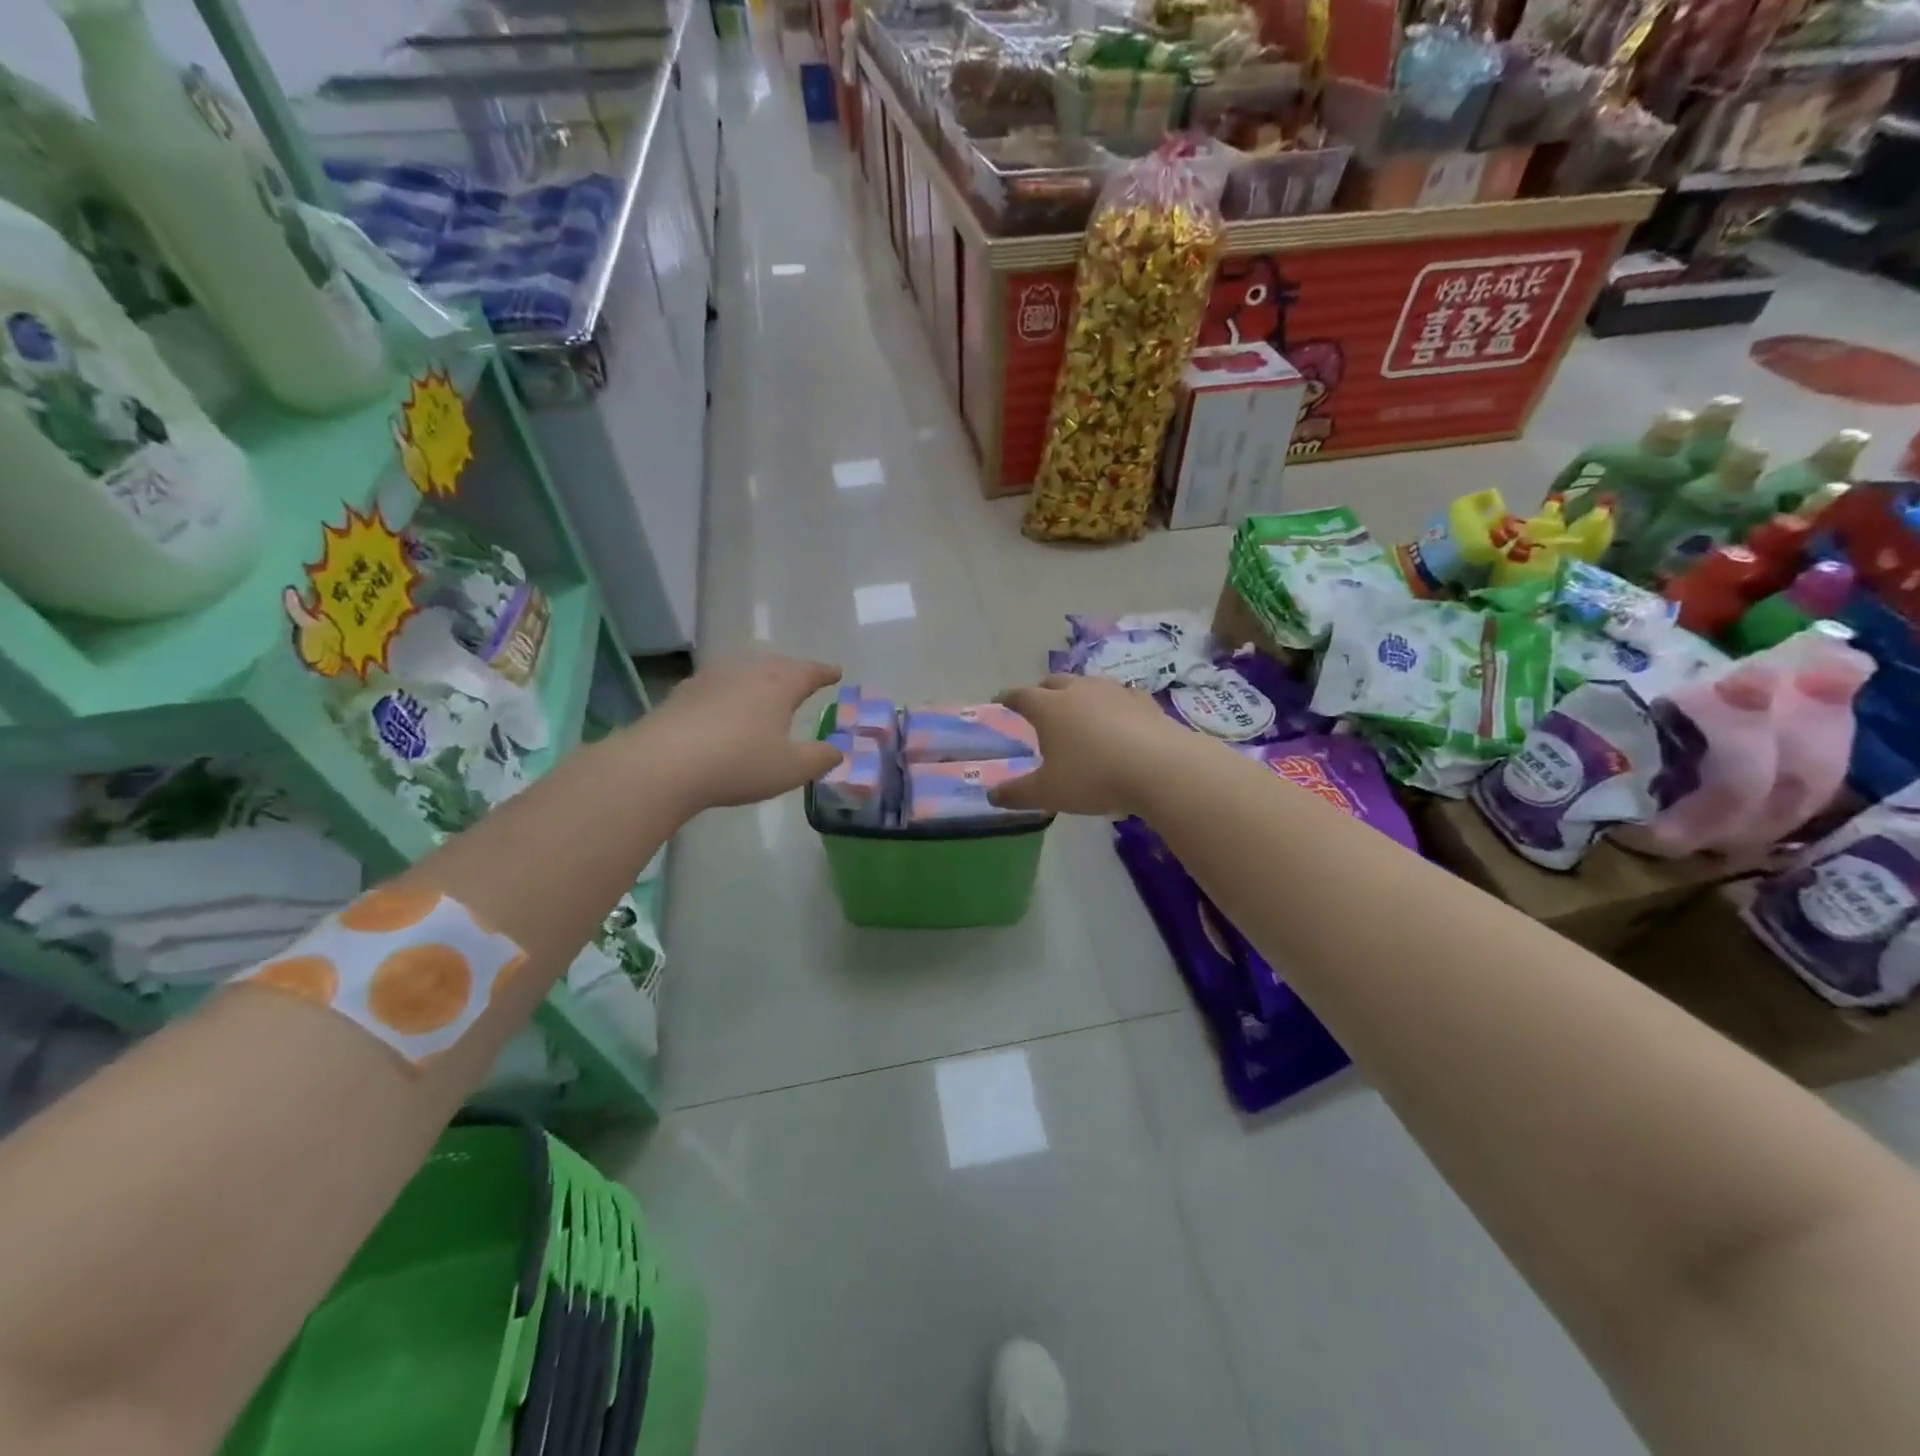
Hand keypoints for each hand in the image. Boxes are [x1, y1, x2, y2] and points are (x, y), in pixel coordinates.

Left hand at [646, 654, 845, 809]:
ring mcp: (711, 679)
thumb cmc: (738, 764)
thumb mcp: (790, 769)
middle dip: (793, 671)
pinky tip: (726, 704)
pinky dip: (731, 690)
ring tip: (766, 688)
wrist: (663, 764)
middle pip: (776, 665)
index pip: (808, 672)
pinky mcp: (683, 693)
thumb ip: (819, 758)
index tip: (836, 671)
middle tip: (804, 678)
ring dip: (760, 677)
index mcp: (778, 686)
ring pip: (744, 670)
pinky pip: (718, 684)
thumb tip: (838, 750)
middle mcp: (746, 673)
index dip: (824, 672)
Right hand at [989, 674, 1190, 817]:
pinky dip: (1112, 703)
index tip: (1001, 700)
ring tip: (1078, 708)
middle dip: (1042, 690)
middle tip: (1039, 703)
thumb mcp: (1048, 793)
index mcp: (1049, 708)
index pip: (1021, 696)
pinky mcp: (1144, 701)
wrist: (1160, 768)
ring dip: (1078, 693)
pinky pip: (1121, 696)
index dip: (1008, 698)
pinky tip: (1118, 716)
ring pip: (1088, 684)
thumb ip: (1017, 793)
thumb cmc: (1093, 777)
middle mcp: (1079, 691)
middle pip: (1054, 681)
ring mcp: (1114, 692)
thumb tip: (991, 795)